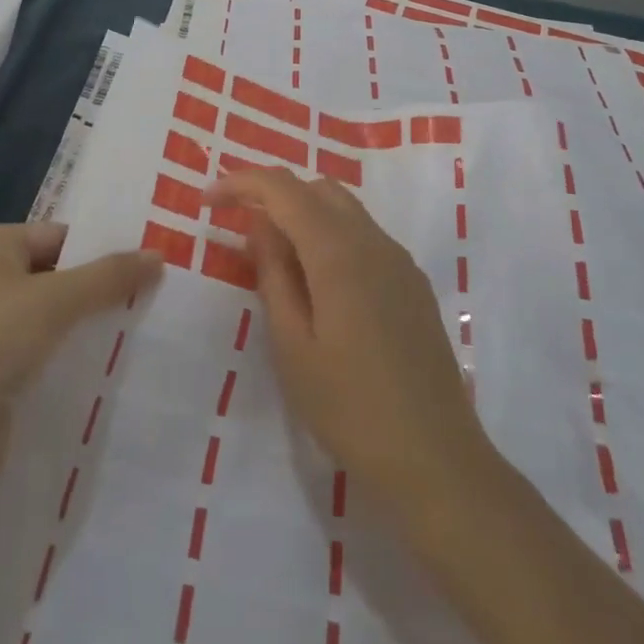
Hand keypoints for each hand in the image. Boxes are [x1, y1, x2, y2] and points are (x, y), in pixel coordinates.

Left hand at [0, 223, 161, 476]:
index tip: (152, 266)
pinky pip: (39, 360)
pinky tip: (108, 374)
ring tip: (144, 335)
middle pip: (55, 277)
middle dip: (100, 291)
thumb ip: (109, 276)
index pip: (59, 236)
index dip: (103, 249)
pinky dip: (68, 364)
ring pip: (50, 323)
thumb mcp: (55, 299)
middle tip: (157, 299)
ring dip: (87, 330)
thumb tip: (159, 255)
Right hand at [210, 169, 490, 516]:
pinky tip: (318, 284)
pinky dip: (331, 237)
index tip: (207, 201)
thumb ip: (274, 276)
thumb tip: (260, 227)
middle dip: (274, 196)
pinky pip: (365, 237)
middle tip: (240, 231)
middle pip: (317, 189)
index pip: (284, 189)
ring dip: (304, 216)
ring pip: (344, 210)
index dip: (241, 183)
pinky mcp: (413, 284)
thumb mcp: (292, 346)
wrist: (436, 460)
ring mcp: (400, 262)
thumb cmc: (349, 408)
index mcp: (339, 253)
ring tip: (275, 260)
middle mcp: (374, 243)